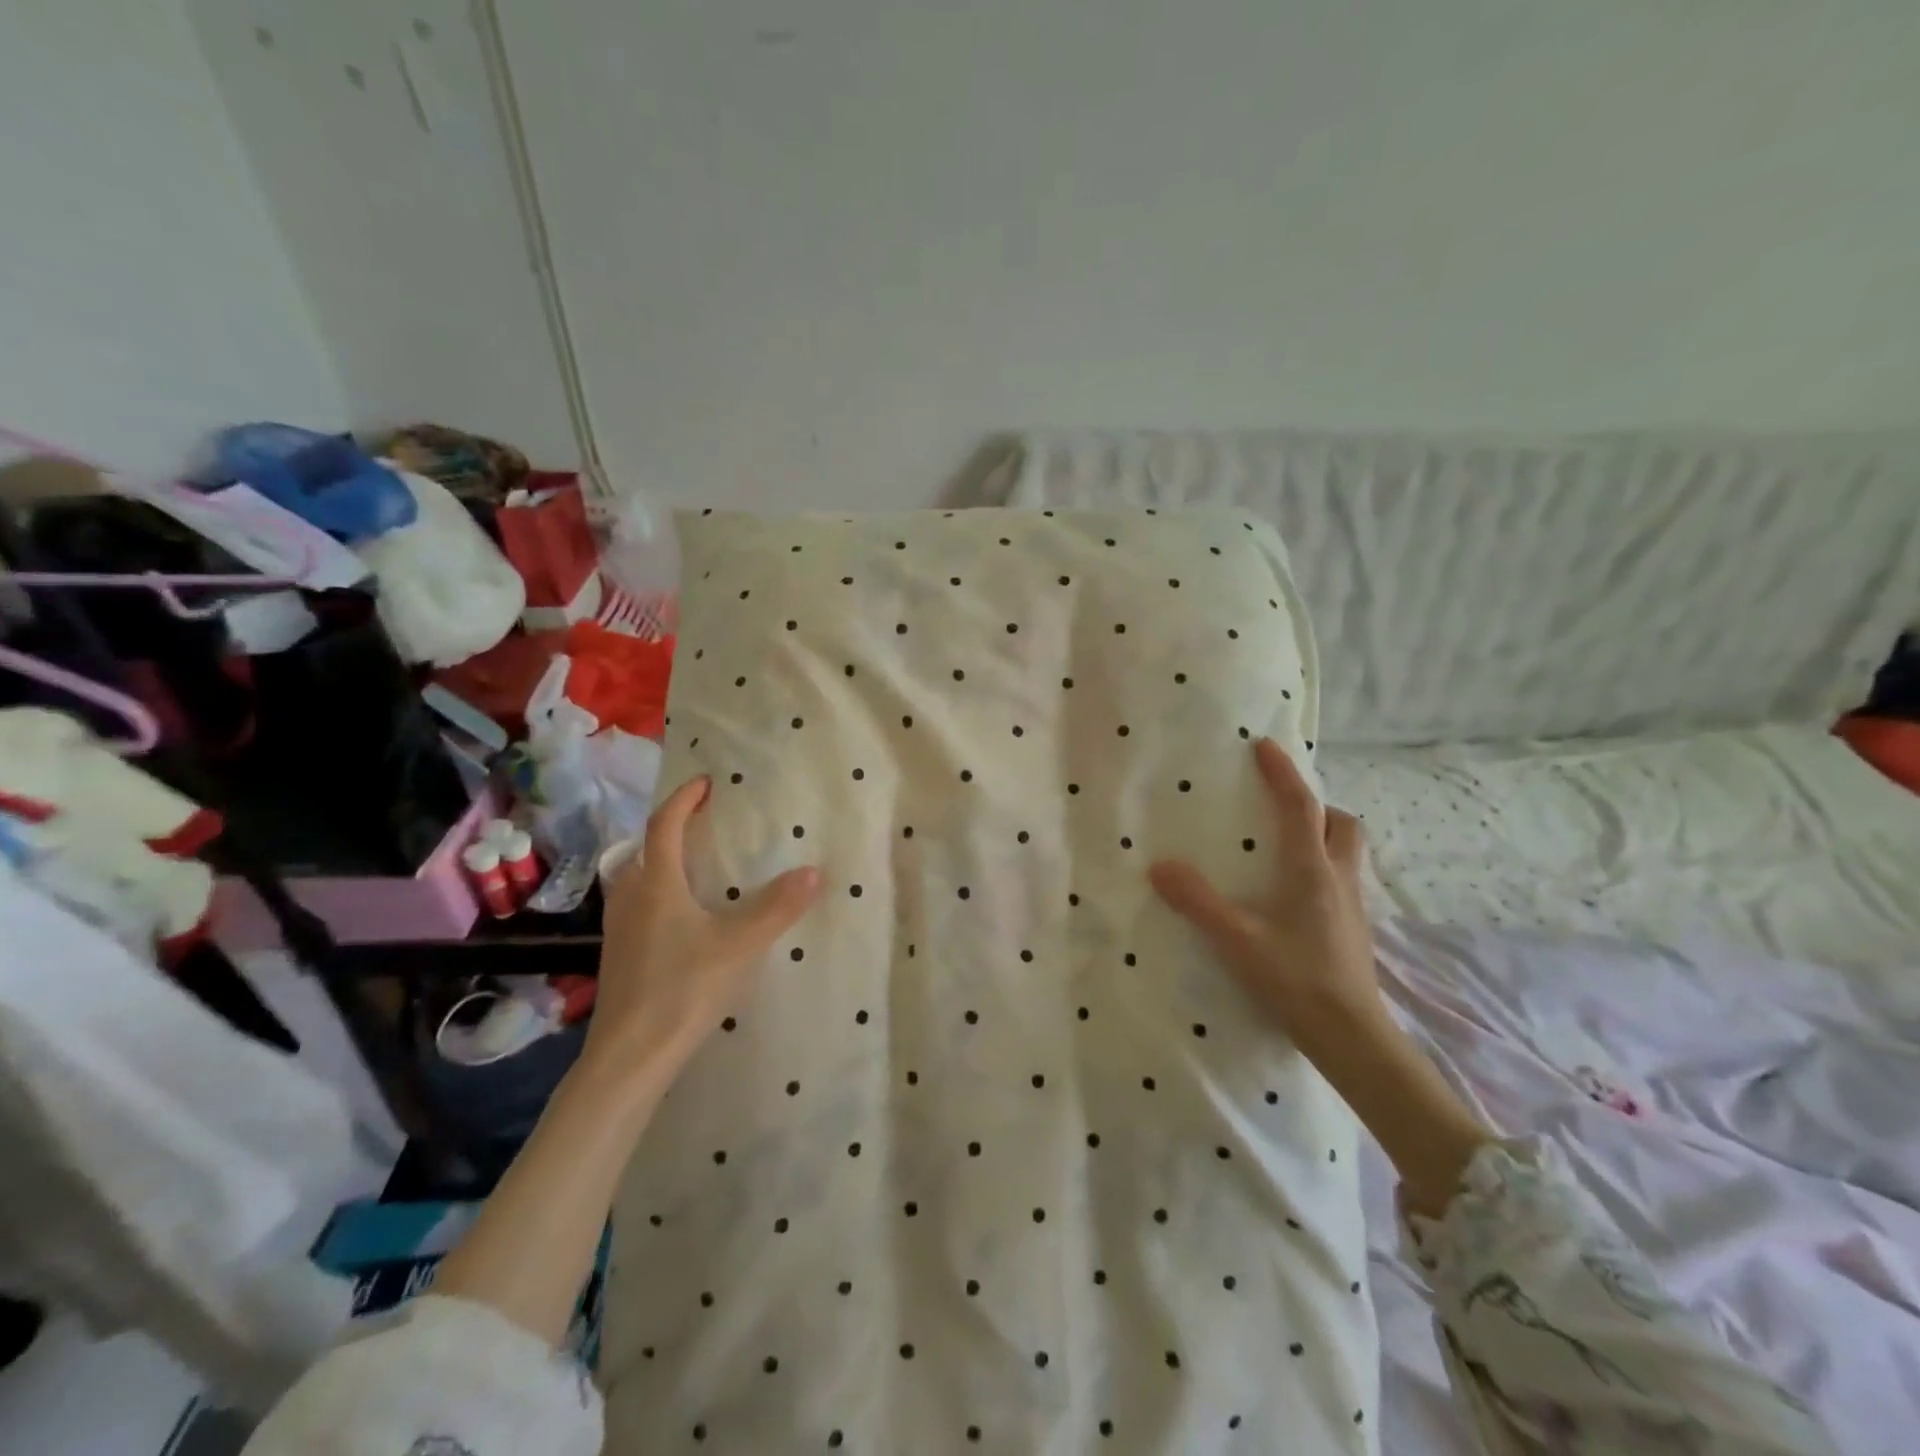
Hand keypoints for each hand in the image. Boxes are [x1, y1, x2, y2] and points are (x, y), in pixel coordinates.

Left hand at [585, 775, 820, 1083]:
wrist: (630, 1056)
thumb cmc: (682, 989)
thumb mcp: (740, 946)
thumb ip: (777, 908)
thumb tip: (813, 871)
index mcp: (657, 885)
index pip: (665, 826)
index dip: (684, 799)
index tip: (706, 783)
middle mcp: (631, 899)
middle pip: (644, 849)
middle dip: (670, 828)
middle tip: (702, 823)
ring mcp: (619, 930)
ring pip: (635, 879)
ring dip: (660, 861)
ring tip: (693, 865)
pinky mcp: (620, 956)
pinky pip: (636, 906)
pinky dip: (656, 893)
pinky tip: (680, 918)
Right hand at [1149, 738, 1381, 1058]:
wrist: (1352, 1037)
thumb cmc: (1296, 980)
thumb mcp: (1238, 940)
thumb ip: (1198, 902)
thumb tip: (1159, 867)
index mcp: (1312, 870)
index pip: (1301, 807)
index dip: (1283, 773)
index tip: (1265, 746)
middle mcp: (1339, 879)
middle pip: (1342, 823)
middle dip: (1317, 805)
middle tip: (1282, 808)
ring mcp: (1353, 906)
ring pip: (1347, 851)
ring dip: (1323, 834)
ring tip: (1285, 846)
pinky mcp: (1354, 930)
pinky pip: (1342, 878)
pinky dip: (1321, 867)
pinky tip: (1293, 895)